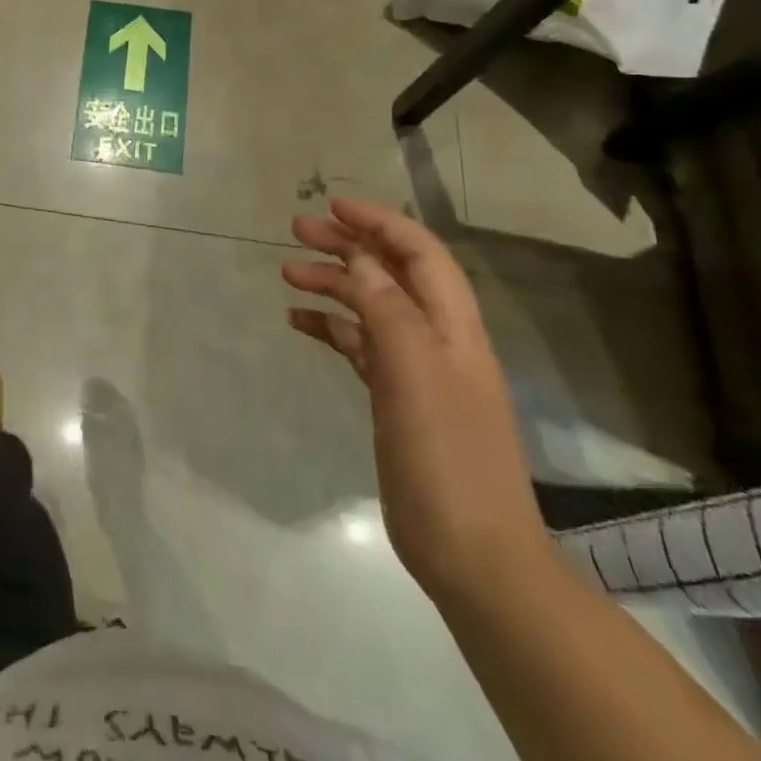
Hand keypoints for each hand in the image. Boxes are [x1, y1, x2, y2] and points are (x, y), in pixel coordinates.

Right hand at [283, 199, 549, 599]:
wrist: (473, 553)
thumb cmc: (447, 455)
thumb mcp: (416, 373)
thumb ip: (388, 309)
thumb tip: (361, 258)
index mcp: (452, 325)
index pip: (419, 252)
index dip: (379, 222)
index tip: (332, 207)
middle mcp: (435, 337)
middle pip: (390, 272)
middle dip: (347, 245)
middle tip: (295, 230)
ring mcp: (415, 369)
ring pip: (370, 306)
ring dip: (333, 283)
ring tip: (287, 272)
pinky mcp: (395, 398)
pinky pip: (358, 345)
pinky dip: (330, 326)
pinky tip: (299, 322)